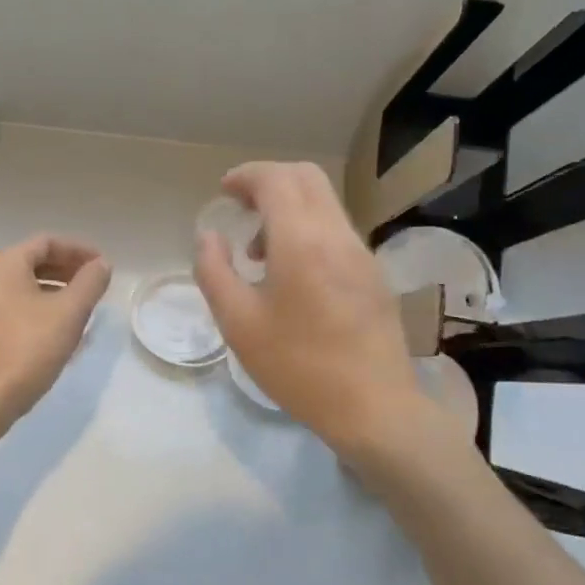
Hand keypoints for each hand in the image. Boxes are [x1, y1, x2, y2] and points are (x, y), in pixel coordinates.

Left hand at [0, 234, 111, 431]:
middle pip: (34, 261)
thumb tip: (101, 265)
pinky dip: (39, 307)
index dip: (79, 250)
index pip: (47, 242)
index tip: (103, 265)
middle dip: (67, 269)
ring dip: (55, 290)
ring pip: (24, 286)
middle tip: (95, 284)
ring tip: (82, 307)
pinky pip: (15, 306)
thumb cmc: (28, 348)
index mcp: (4, 263)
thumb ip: (90, 283)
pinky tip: (58, 329)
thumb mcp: (69, 312)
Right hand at [194, 162, 457, 464]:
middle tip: (240, 208)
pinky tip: (292, 274)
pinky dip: (308, 229)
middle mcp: (337, 235)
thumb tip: (209, 237)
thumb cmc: (298, 367)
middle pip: (306, 177)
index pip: (276, 179)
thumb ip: (214, 271)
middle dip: (269, 181)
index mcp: (302, 241)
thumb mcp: (238, 324)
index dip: (246, 176)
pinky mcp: (374, 274)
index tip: (223, 191)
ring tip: (259, 252)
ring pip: (324, 203)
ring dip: (289, 208)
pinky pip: (337, 230)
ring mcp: (362, 253)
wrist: (375, 408)